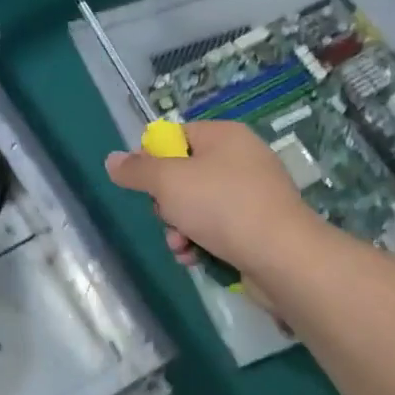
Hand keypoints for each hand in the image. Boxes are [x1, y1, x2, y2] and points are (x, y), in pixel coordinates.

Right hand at [104, 119, 312, 275]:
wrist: (282, 256)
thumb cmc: (222, 206)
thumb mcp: (168, 182)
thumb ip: (137, 170)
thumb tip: (112, 159)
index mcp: (224, 136)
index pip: (176, 136)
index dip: (152, 158)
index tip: (142, 183)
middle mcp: (241, 158)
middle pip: (184, 174)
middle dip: (166, 202)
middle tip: (167, 216)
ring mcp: (253, 193)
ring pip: (197, 205)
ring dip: (179, 227)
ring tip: (180, 246)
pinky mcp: (258, 226)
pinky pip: (218, 227)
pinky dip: (201, 241)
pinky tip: (194, 258)